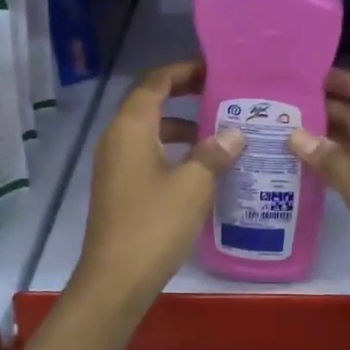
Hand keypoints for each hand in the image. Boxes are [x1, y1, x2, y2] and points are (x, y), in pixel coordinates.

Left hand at [69, 60, 244, 311]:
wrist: (116, 279)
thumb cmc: (154, 224)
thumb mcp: (194, 185)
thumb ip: (214, 153)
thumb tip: (234, 134)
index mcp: (131, 128)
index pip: (155, 82)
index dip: (183, 71)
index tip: (214, 70)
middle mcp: (117, 138)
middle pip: (150, 103)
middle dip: (184, 95)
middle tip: (221, 95)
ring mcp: (115, 164)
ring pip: (150, 131)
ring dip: (181, 126)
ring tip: (219, 132)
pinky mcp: (120, 187)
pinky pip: (147, 154)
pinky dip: (173, 150)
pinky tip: (201, 168)